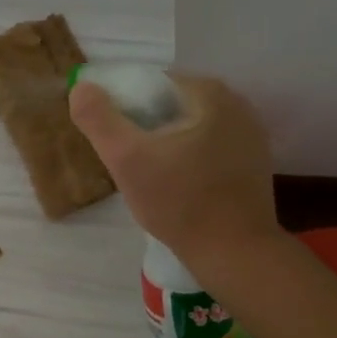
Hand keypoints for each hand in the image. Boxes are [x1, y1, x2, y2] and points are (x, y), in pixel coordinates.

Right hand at [69, 70, 281, 271]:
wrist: (235, 253)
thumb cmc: (179, 202)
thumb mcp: (126, 159)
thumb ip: (98, 119)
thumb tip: (81, 87)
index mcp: (210, 93)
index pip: (154, 84)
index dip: (127, 107)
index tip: (115, 138)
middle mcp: (238, 105)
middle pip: (174, 105)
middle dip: (148, 126)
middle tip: (128, 159)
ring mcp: (251, 135)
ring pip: (193, 127)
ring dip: (168, 143)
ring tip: (150, 174)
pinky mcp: (255, 163)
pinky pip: (211, 148)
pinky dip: (190, 158)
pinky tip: (178, 185)